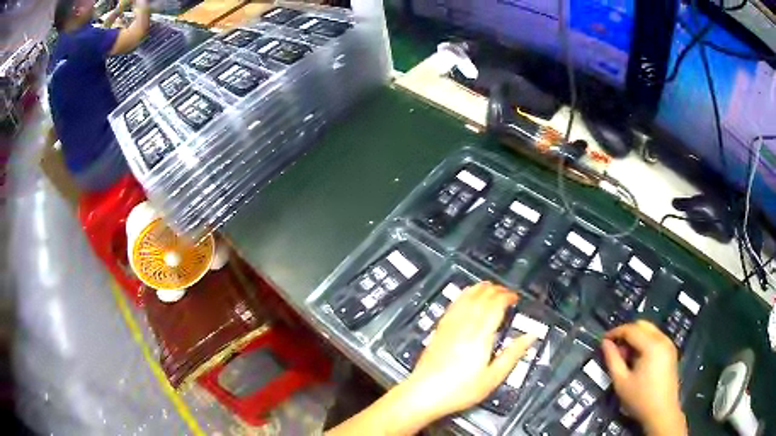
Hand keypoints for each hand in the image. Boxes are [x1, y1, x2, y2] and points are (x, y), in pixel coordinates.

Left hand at [403, 282, 536, 419]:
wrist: (424, 394)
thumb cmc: (460, 389)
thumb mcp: (492, 378)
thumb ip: (513, 354)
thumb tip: (530, 336)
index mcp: (480, 336)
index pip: (495, 305)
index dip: (507, 296)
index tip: (516, 298)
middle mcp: (464, 326)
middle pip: (481, 297)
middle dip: (496, 290)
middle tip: (507, 293)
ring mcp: (449, 326)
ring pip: (466, 297)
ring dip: (480, 289)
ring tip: (490, 288)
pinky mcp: (439, 330)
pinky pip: (453, 305)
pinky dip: (464, 295)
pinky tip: (466, 296)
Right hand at [602, 320, 686, 435]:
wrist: (662, 413)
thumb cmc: (640, 399)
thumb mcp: (621, 382)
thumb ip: (612, 360)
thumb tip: (605, 343)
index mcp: (652, 345)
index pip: (631, 329)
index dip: (615, 332)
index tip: (603, 340)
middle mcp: (663, 339)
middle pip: (642, 325)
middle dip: (626, 333)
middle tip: (614, 349)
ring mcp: (669, 344)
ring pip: (649, 331)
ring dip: (635, 338)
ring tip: (624, 357)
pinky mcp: (671, 351)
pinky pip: (655, 338)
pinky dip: (644, 343)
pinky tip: (637, 360)